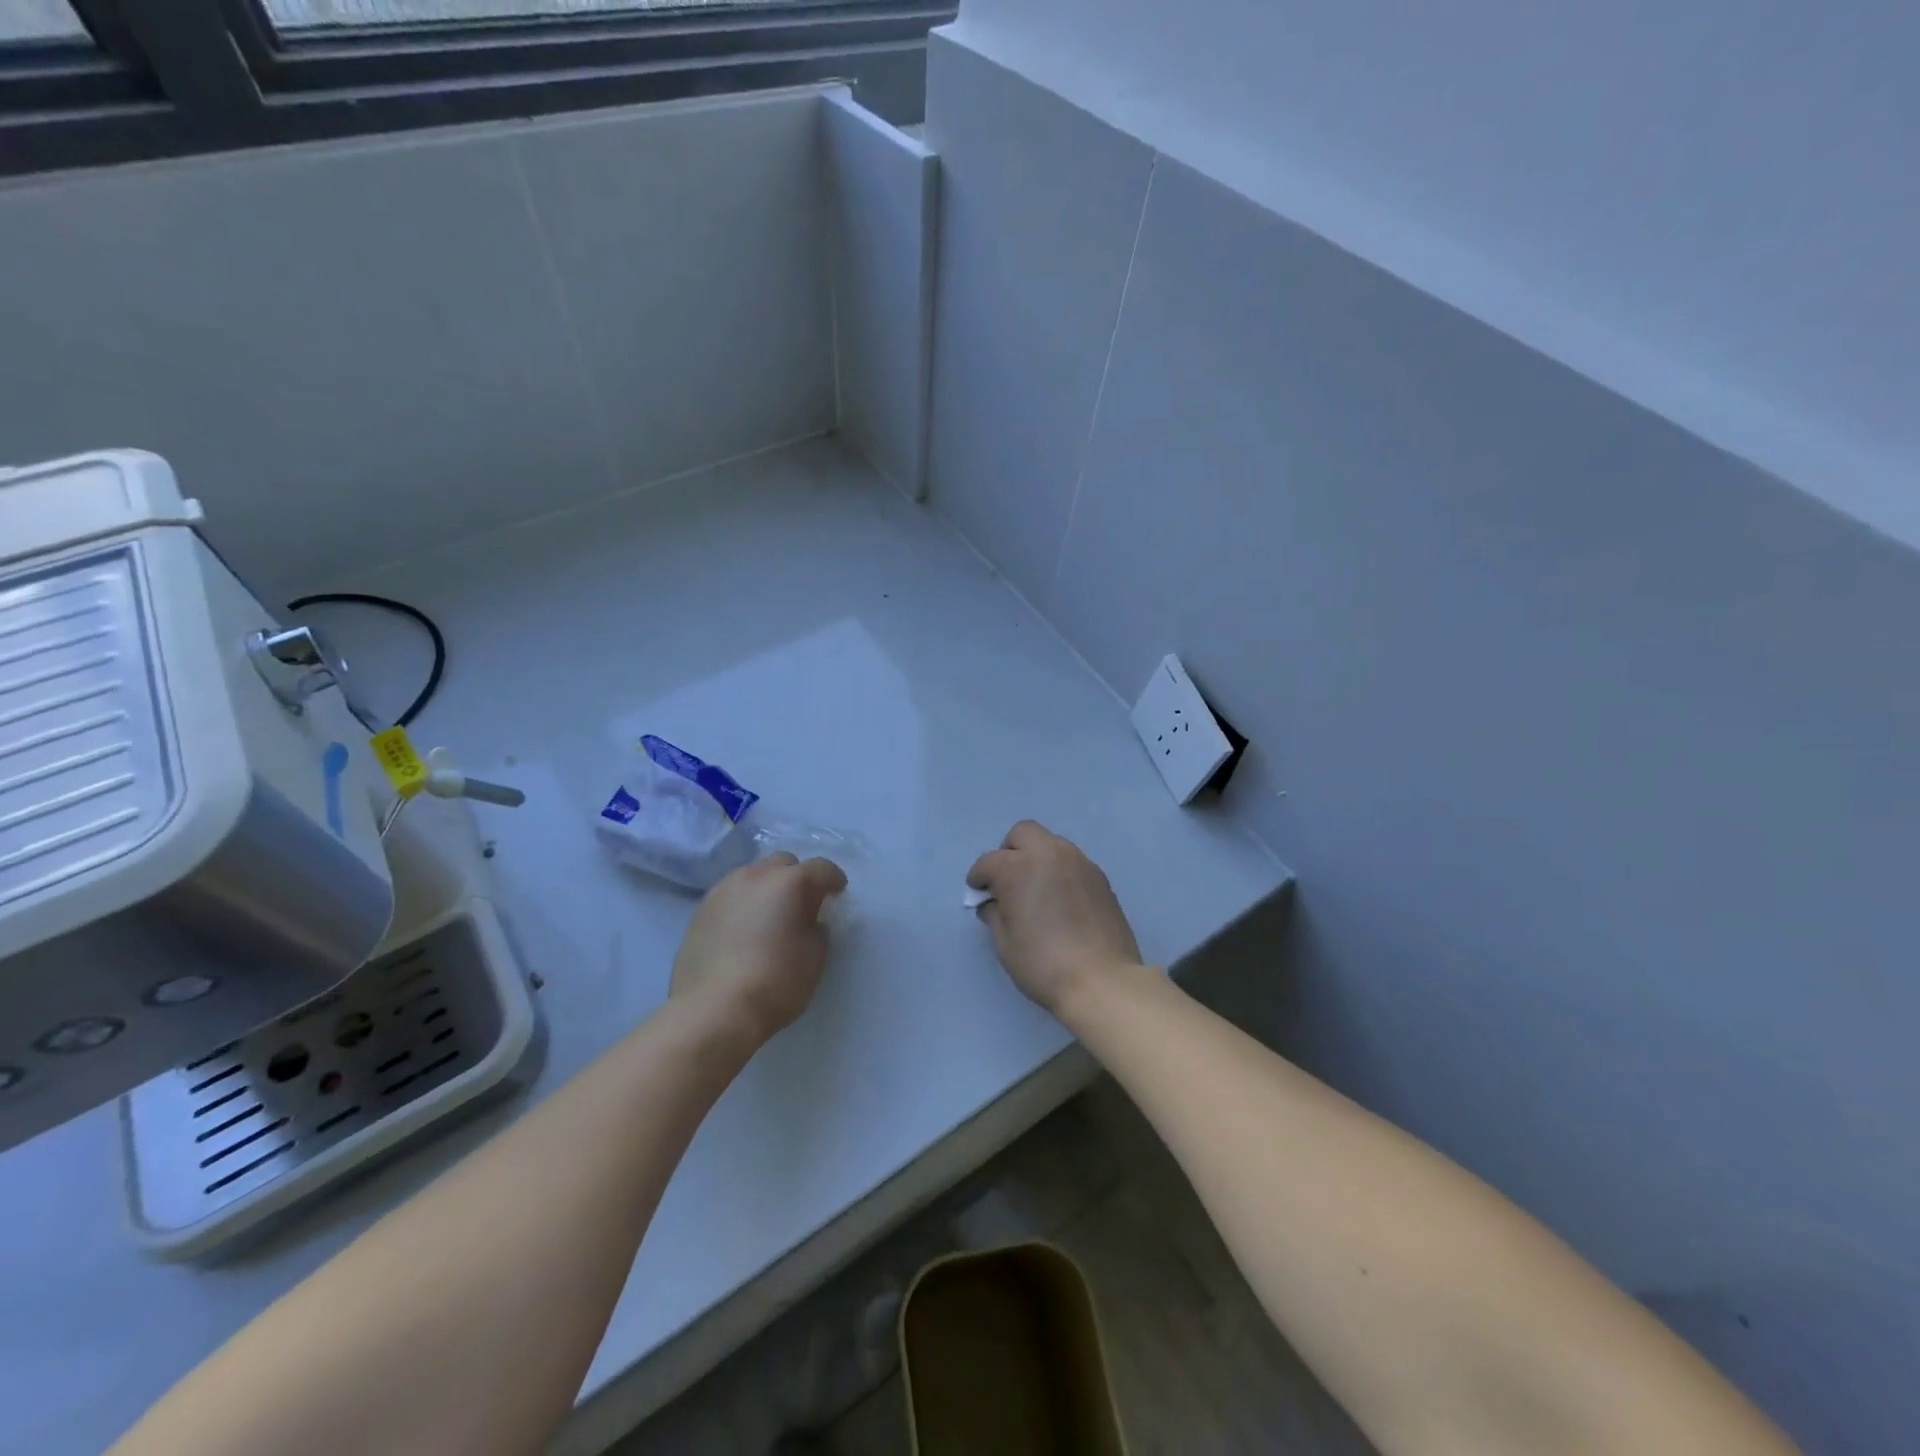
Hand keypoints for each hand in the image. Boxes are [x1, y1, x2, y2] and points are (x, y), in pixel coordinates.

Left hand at [670, 853, 847, 1047]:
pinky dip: (744, 904)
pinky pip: (731, 896)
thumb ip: (817, 929)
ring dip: (767, 888)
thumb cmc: (775, 982)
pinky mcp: (700, 910)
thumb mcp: (815, 957)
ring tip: (770, 916)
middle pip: (784, 863)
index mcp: (790, 882)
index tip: (837, 895)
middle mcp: (756, 875)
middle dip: (797, 877)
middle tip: (802, 904)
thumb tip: (808, 921)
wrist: (712, 1010)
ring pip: (753, 875)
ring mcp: (723, 890)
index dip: (833, 880)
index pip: (821, 868)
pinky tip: (744, 931)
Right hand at [966, 821, 1141, 1015]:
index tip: (979, 893)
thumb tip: (994, 903)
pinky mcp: (1099, 876)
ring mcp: (1078, 862)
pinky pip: (1072, 861)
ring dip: (1037, 858)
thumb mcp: (1004, 944)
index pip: (989, 862)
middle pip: (1022, 833)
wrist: (1101, 980)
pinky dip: (1059, 871)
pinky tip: (1061, 899)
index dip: (979, 878)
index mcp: (1017, 868)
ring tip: (1037, 889)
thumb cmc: (1043, 964)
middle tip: (1007, 880)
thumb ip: (994, 914)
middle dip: (1009, 851)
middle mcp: (1048, 854)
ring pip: (1051, 843)